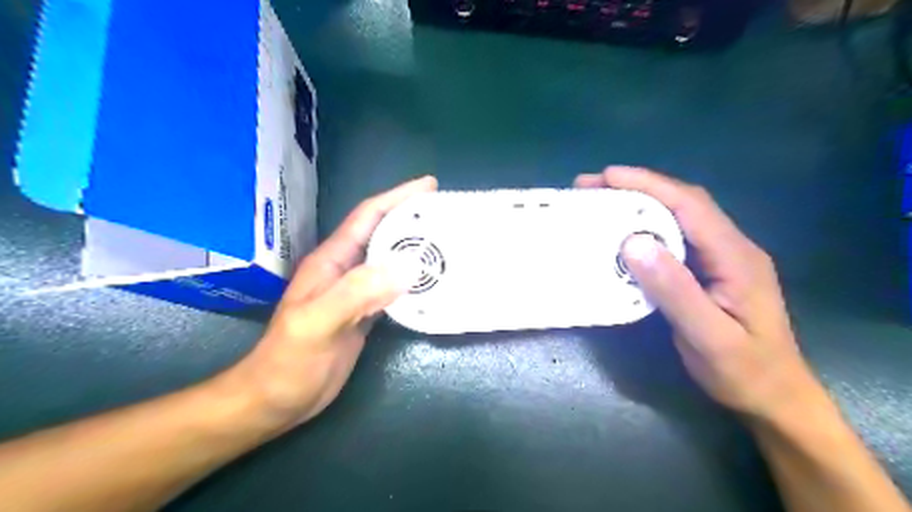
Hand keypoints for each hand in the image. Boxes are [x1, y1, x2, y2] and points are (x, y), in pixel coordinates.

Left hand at [232, 177, 435, 428]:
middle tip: (447, 213)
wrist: (277, 399)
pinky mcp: (365, 313)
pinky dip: (414, 281)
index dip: (397, 197)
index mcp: (332, 261)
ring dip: (416, 249)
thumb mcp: (318, 323)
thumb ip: (357, 292)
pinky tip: (432, 283)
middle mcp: (346, 270)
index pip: (367, 217)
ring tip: (447, 243)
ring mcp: (356, 292)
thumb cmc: (289, 360)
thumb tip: (406, 267)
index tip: (429, 185)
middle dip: (413, 219)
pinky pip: (394, 288)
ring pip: (391, 261)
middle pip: (384, 234)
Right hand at [577, 168, 828, 424]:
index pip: (690, 206)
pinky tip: (623, 232)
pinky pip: (674, 237)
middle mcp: (730, 247)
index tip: (608, 176)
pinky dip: (645, 227)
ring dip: (639, 203)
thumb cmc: (743, 370)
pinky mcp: (707, 270)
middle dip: (638, 188)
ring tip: (600, 201)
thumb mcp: (708, 336)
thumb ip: (674, 289)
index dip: (649, 185)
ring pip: (677, 217)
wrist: (774, 396)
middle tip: (592, 185)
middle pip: (683, 203)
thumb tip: (633, 243)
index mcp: (736, 256)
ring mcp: (720, 257)